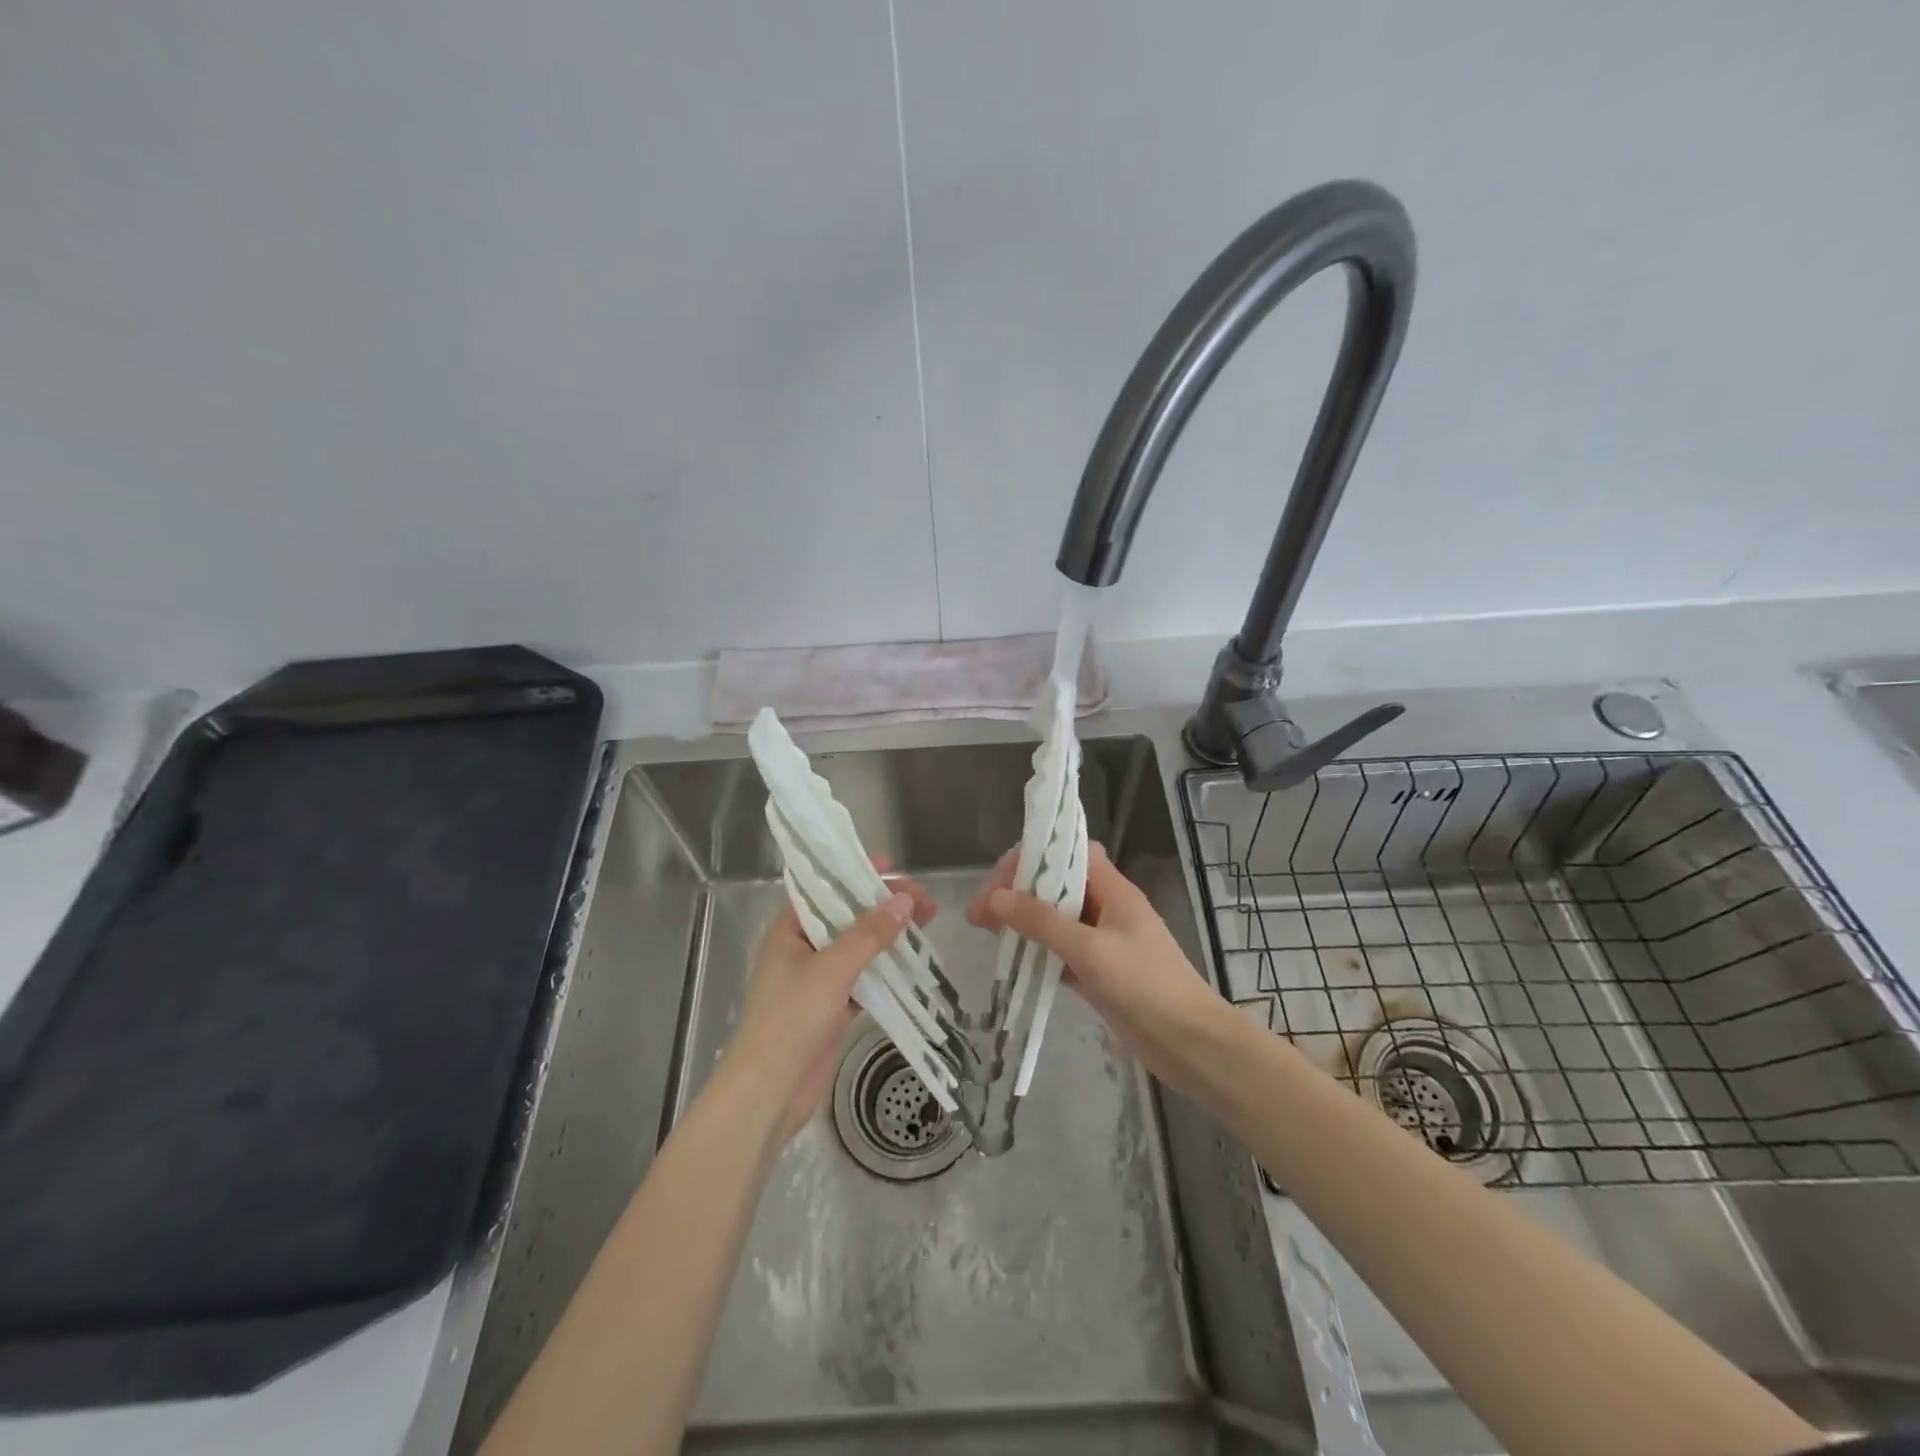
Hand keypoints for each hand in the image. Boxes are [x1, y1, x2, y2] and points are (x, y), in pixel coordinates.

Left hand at [723, 870, 935, 1144]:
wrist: (770, 1091)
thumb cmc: (791, 1018)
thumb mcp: (832, 968)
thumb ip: (870, 934)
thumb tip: (905, 899)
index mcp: (788, 931)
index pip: (823, 889)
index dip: (854, 873)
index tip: (891, 865)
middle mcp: (801, 949)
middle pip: (846, 916)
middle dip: (882, 905)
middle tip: (922, 899)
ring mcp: (817, 980)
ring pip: (858, 947)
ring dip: (888, 936)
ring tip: (926, 922)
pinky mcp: (832, 1007)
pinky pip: (864, 978)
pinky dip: (886, 969)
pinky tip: (914, 962)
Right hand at [968, 843, 1234, 1102]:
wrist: (1191, 1045)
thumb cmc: (1145, 986)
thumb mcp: (1090, 950)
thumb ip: (1043, 922)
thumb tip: (996, 897)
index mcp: (1114, 891)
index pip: (1071, 853)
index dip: (1035, 856)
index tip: (1000, 878)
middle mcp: (1108, 910)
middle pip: (1058, 886)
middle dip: (1020, 892)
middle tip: (982, 912)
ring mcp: (1104, 943)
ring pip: (1057, 921)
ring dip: (1025, 923)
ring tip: (987, 932)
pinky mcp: (1099, 974)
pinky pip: (1061, 953)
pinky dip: (1038, 954)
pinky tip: (1012, 962)